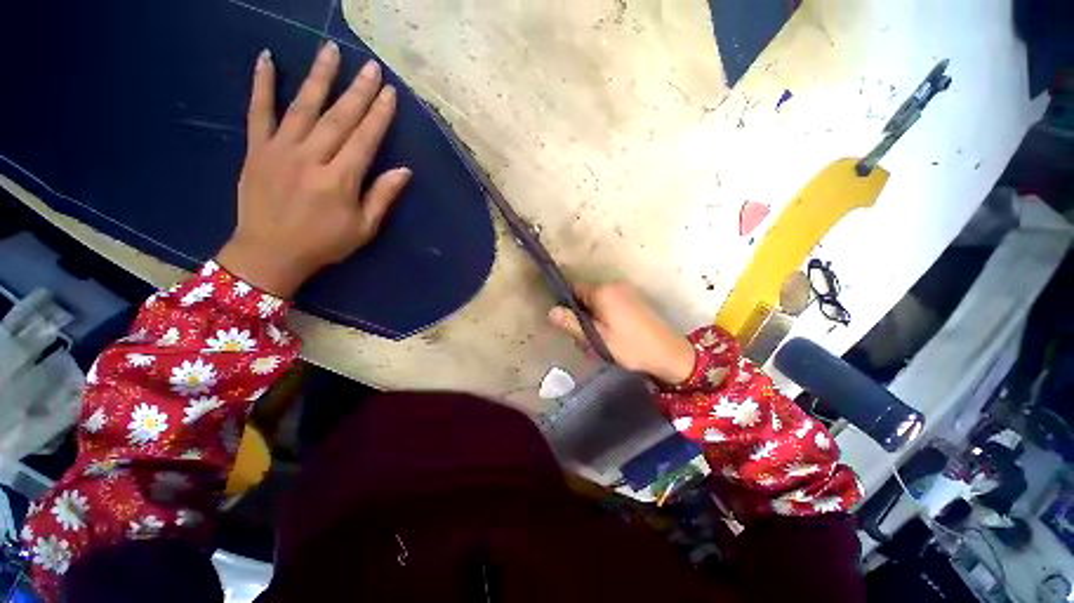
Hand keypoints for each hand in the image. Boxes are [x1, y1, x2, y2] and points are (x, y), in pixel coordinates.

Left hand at [217, 42, 410, 296]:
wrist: (269, 253)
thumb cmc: (324, 243)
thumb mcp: (364, 228)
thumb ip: (382, 197)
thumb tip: (405, 170)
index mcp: (340, 180)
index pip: (364, 139)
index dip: (379, 115)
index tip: (389, 92)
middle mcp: (311, 158)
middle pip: (338, 117)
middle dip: (357, 90)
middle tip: (370, 66)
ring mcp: (280, 149)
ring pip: (303, 106)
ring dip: (319, 77)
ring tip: (330, 51)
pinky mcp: (257, 149)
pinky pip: (258, 111)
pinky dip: (262, 84)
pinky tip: (266, 59)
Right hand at [548, 282, 695, 384]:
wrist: (669, 354)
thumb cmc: (630, 346)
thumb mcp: (597, 338)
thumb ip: (573, 323)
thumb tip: (551, 311)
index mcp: (603, 291)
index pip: (574, 289)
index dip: (567, 305)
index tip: (568, 324)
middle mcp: (614, 285)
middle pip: (585, 295)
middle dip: (581, 313)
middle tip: (584, 337)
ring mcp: (626, 291)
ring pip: (597, 300)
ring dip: (593, 316)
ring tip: (599, 339)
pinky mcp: (633, 299)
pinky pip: (610, 303)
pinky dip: (605, 316)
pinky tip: (611, 334)